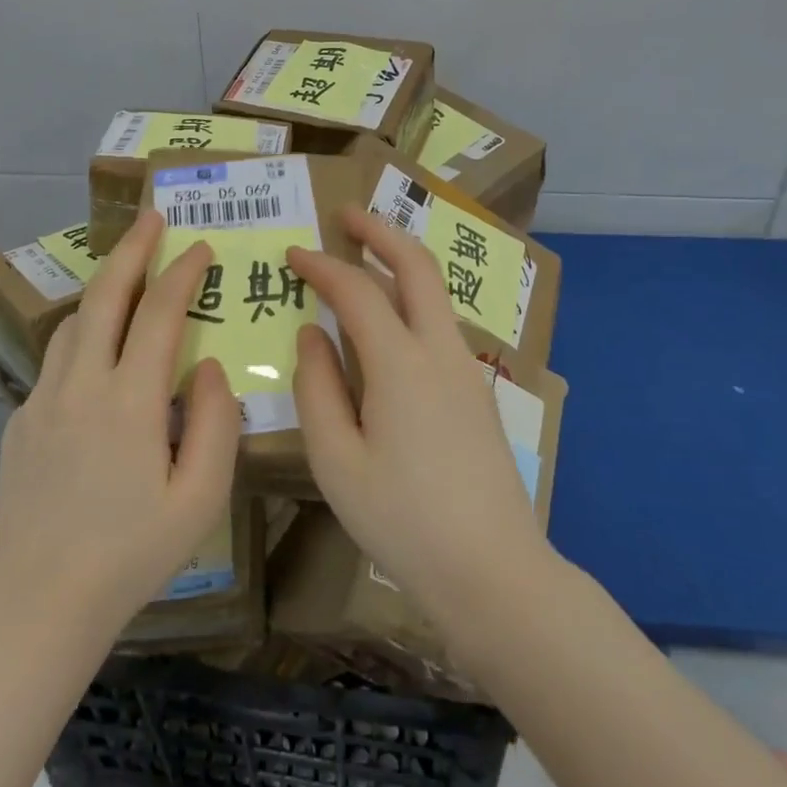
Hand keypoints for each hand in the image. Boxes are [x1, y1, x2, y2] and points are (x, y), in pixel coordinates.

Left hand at [0, 209, 240, 637]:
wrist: (38, 601)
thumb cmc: (131, 555)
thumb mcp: (199, 498)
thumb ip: (214, 422)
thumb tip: (207, 366)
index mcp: (129, 400)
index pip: (160, 313)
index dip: (183, 272)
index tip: (200, 246)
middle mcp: (81, 384)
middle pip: (107, 295)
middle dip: (132, 249)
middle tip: (153, 217)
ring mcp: (42, 399)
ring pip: (75, 321)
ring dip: (104, 290)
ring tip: (128, 279)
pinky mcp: (20, 419)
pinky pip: (57, 360)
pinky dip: (84, 337)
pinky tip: (98, 358)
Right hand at [288, 207, 549, 629]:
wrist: (494, 572)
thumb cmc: (403, 521)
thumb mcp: (337, 461)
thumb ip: (318, 388)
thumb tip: (312, 334)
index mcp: (400, 364)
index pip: (355, 291)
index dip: (321, 266)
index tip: (292, 253)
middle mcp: (439, 351)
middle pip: (415, 266)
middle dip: (379, 231)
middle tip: (345, 215)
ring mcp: (465, 368)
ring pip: (434, 291)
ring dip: (400, 260)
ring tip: (364, 253)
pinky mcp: (476, 390)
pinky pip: (439, 322)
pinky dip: (411, 297)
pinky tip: (388, 319)